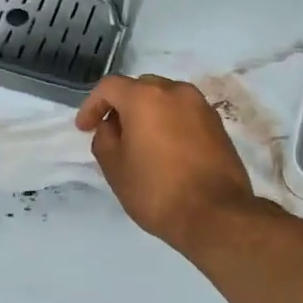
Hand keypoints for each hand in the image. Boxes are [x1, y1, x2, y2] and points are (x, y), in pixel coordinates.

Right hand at [75, 75, 256, 252]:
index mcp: (145, 97)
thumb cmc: (157, 191)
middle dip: (122, 107)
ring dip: (148, 114)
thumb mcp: (115, 168)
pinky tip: (165, 150)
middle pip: (140, 88)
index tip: (84, 128)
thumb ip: (104, 139)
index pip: (109, 87)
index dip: (92, 105)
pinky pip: (185, 114)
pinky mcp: (218, 125)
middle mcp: (175, 91)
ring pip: (165, 99)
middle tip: (112, 135)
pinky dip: (170, 123)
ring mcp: (201, 106)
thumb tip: (111, 127)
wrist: (216, 214)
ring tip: (140, 143)